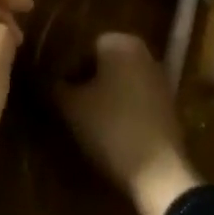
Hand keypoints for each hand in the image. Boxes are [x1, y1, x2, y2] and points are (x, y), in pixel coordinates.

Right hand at [53, 33, 202, 214]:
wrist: (158, 171)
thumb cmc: (110, 127)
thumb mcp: (70, 106)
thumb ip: (55, 85)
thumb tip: (45, 78)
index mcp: (120, 42)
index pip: (83, 47)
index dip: (66, 70)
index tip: (58, 93)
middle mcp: (144, 52)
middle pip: (103, 63)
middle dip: (86, 81)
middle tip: (69, 106)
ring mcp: (160, 78)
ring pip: (120, 81)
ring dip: (104, 96)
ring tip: (87, 121)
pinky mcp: (168, 104)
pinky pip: (135, 99)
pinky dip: (122, 109)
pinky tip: (110, 131)